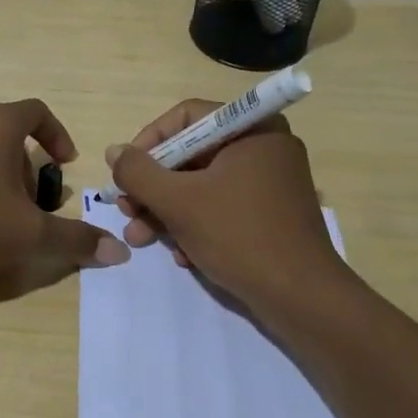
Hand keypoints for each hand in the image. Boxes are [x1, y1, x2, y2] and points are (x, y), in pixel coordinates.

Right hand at [107, 100, 350, 309]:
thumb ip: (138, 172)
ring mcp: (270, 182)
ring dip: (167, 211)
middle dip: (154, 187)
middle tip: (128, 212)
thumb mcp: (179, 201)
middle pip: (191, 154)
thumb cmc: (240, 236)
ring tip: (141, 238)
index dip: (148, 143)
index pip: (185, 118)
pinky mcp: (271, 213)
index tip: (125, 174)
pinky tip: (182, 255)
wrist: (303, 299)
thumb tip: (114, 151)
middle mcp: (264, 146)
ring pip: (203, 184)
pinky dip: (196, 225)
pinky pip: (222, 206)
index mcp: (251, 129)